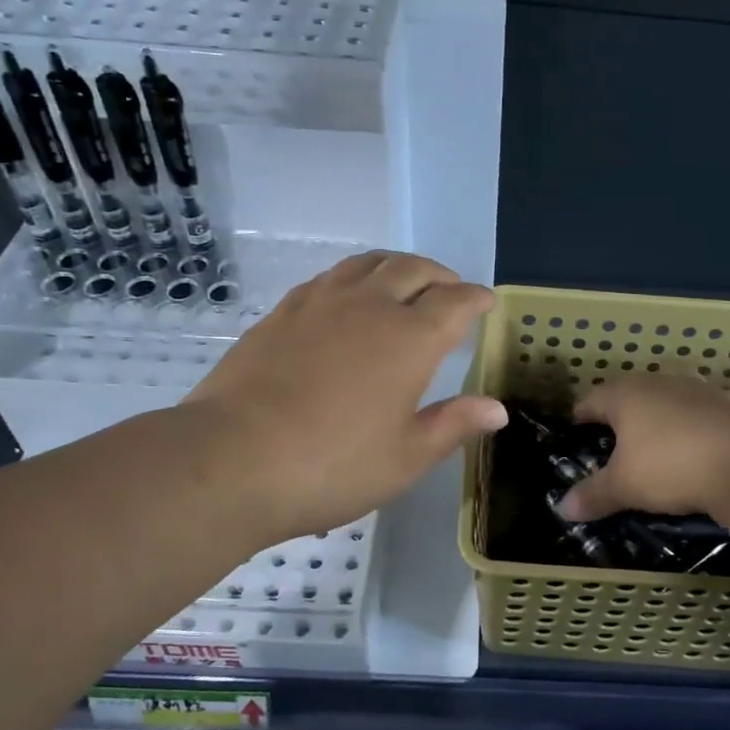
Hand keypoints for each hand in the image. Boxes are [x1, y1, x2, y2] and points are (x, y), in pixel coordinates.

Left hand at [182, 251, 506, 543]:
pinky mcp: (283, 311)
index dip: (475, 298)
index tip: (486, 301)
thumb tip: (497, 409)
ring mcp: (321, 303)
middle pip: (413, 269)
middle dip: (440, 275)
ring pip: (369, 263)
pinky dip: (356, 277)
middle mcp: (369, 306)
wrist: (231, 459)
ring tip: (404, 282)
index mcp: (409, 339)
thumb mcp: (405, 457)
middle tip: (450, 289)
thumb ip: (453, 425)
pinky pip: (331, 277)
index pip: (454, 302)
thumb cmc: (332, 465)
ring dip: (397, 266)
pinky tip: (349, 298)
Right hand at [557, 376, 729, 520]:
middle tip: (613, 444)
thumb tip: (562, 509)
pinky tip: (696, 451)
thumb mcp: (625, 487)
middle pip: (629, 395)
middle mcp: (658, 382)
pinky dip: (691, 428)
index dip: (580, 417)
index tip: (576, 431)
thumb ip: (593, 495)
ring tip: (655, 447)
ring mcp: (697, 389)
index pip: (591, 400)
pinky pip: (699, 414)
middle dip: (620, 417)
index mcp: (625, 394)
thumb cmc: (671, 466)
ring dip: (658, 420)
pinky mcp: (729, 402)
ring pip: (666, 401)